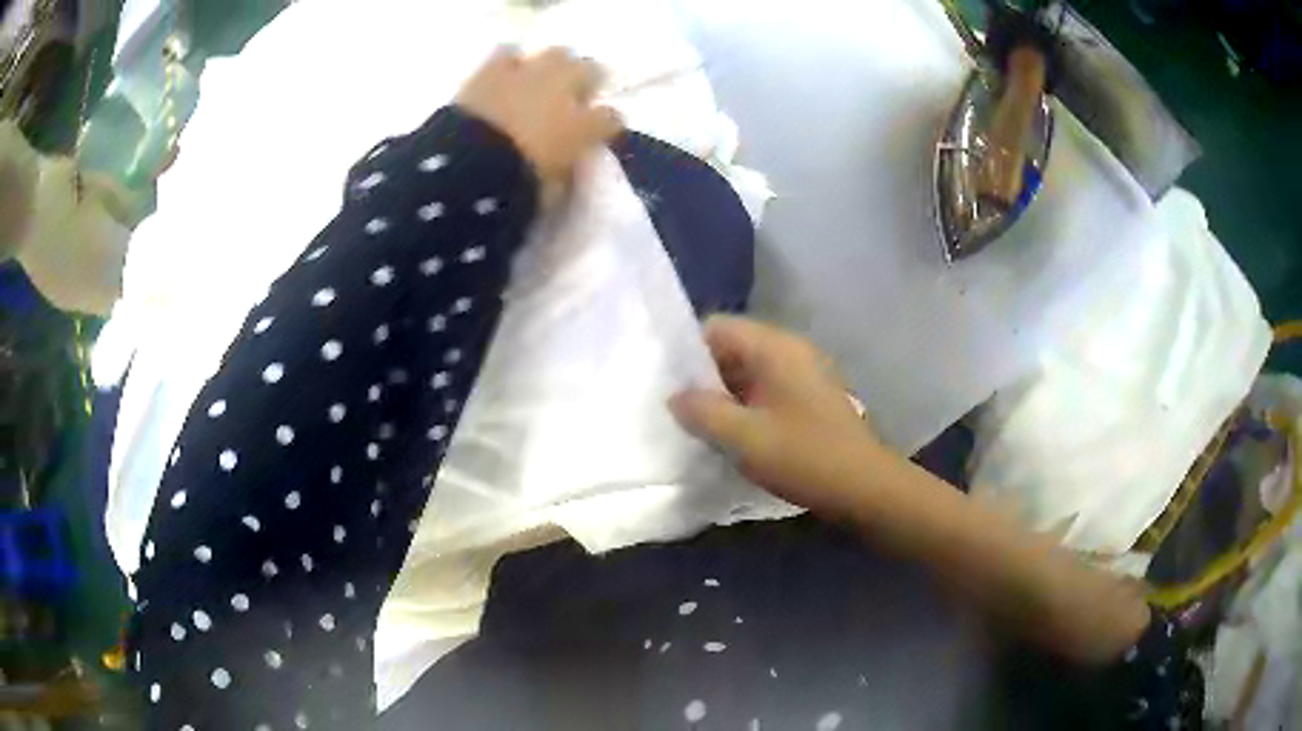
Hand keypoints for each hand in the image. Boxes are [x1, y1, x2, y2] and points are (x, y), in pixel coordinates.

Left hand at [455, 47, 622, 204]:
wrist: (465, 170)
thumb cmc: (514, 190)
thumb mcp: (551, 192)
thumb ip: (565, 170)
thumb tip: (567, 163)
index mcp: (584, 127)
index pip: (611, 118)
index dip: (607, 125)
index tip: (599, 133)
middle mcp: (564, 91)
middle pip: (590, 71)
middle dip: (585, 83)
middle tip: (573, 99)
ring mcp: (529, 75)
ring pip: (557, 55)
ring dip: (552, 68)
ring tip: (540, 83)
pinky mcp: (491, 70)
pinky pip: (508, 54)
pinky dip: (509, 64)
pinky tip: (505, 76)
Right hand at [670, 315, 888, 515]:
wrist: (864, 486)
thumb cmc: (803, 456)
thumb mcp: (743, 437)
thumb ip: (702, 411)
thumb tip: (675, 396)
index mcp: (775, 347)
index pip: (717, 327)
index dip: (687, 350)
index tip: (666, 382)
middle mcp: (790, 350)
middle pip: (733, 347)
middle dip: (703, 376)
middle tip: (678, 408)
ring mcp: (804, 373)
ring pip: (750, 371)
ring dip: (724, 394)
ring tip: (699, 424)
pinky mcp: (810, 397)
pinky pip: (767, 389)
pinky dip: (746, 405)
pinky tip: (734, 434)